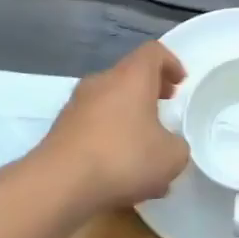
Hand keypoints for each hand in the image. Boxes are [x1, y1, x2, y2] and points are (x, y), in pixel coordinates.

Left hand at [38, 42, 188, 211]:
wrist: (58, 185)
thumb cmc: (124, 158)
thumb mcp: (172, 156)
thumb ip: (177, 145)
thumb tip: (167, 145)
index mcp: (131, 78)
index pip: (153, 52)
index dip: (171, 63)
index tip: (180, 84)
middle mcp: (101, 83)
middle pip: (129, 76)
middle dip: (149, 92)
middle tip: (164, 110)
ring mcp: (76, 106)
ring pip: (110, 103)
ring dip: (129, 118)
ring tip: (143, 150)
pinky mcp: (60, 131)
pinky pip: (93, 127)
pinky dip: (110, 138)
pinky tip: (119, 170)